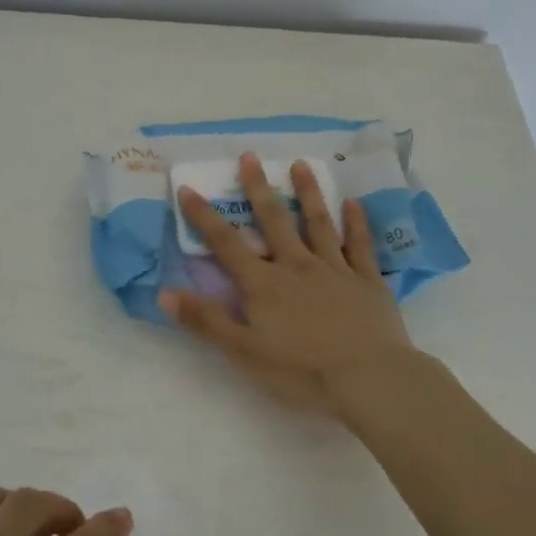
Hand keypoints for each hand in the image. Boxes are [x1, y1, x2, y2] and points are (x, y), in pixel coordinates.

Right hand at [161, 152, 419, 416]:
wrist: (370, 379)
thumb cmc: (302, 371)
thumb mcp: (244, 352)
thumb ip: (206, 321)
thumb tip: (164, 293)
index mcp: (264, 284)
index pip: (226, 244)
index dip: (204, 217)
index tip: (188, 188)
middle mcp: (297, 266)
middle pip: (274, 221)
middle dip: (258, 188)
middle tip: (250, 156)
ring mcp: (335, 269)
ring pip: (319, 224)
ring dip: (308, 193)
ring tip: (301, 164)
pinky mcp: (367, 281)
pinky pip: (360, 246)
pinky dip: (357, 223)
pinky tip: (355, 203)